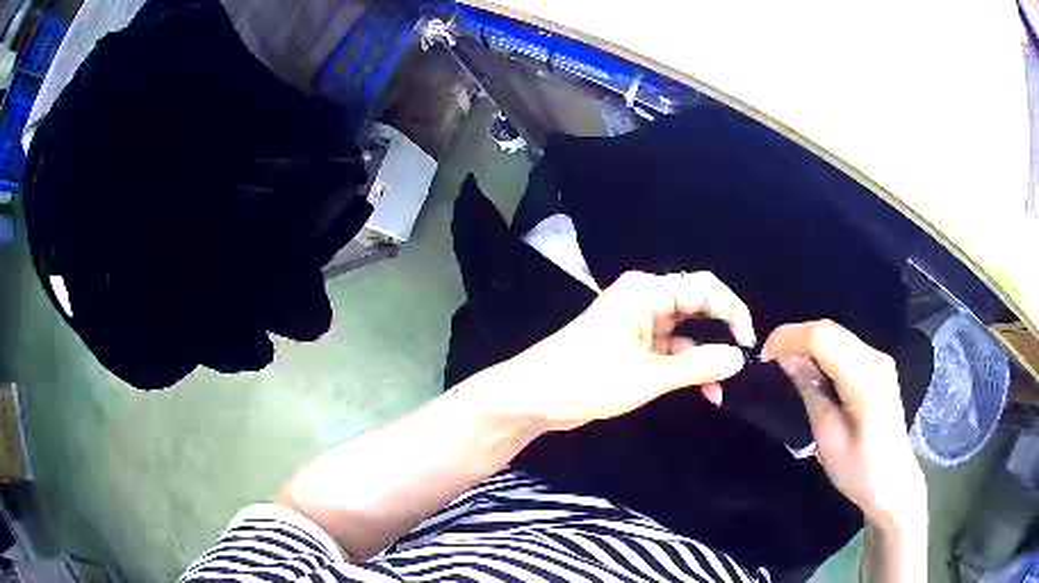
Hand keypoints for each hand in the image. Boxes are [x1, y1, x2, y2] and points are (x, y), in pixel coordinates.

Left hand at [478, 271, 756, 431]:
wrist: (534, 398)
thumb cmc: (588, 379)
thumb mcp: (648, 376)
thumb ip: (698, 366)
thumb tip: (739, 357)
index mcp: (647, 292)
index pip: (705, 289)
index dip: (732, 312)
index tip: (748, 344)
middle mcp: (646, 300)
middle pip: (698, 309)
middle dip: (721, 336)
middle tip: (740, 366)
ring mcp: (639, 325)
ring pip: (687, 335)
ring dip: (705, 360)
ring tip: (721, 389)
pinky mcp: (634, 347)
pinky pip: (671, 352)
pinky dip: (687, 369)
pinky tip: (705, 392)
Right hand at [761, 320, 926, 530]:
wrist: (893, 483)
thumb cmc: (859, 471)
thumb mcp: (827, 438)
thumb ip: (811, 392)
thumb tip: (787, 359)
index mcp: (866, 378)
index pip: (823, 338)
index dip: (790, 338)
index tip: (763, 356)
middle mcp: (876, 358)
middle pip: (830, 330)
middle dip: (795, 336)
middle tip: (768, 358)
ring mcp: (879, 360)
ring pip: (836, 334)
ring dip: (807, 341)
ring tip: (783, 361)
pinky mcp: (877, 367)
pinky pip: (844, 346)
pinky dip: (821, 349)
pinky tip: (808, 366)